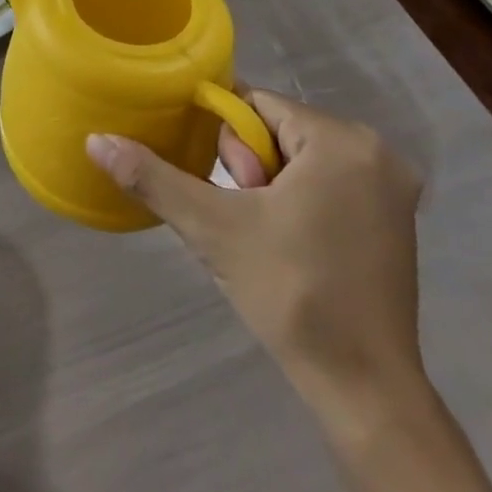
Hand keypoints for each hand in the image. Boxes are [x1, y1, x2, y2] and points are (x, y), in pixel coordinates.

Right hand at [86, 89, 423, 416]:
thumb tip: (95, 140)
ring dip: (270, 187)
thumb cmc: (291, 294)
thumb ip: (153, 178)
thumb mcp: (212, 228)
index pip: (257, 104)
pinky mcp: (395, 219)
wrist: (364, 388)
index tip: (222, 187)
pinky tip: (290, 244)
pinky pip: (328, 183)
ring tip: (264, 237)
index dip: (225, 141)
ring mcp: (393, 187)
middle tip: (247, 220)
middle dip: (250, 168)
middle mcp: (377, 151)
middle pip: (280, 130)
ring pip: (301, 158)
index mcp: (342, 140)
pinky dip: (299, 201)